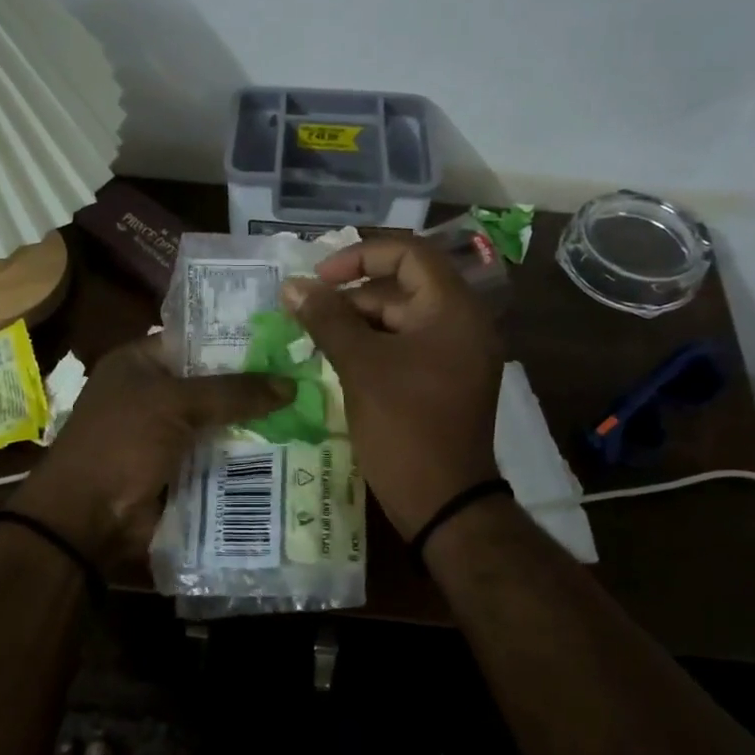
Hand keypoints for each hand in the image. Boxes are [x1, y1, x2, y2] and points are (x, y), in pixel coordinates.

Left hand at [7, 336, 289, 565]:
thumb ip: (232, 392)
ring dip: (256, 424)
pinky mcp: (180, 470)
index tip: (284, 343)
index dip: (238, 341)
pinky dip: (246, 456)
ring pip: (220, 422)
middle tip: (307, 379)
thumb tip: (291, 384)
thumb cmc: (121, 444)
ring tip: (311, 413)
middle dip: (254, 386)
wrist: (88, 520)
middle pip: (213, 383)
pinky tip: (290, 450)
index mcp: (139, 363)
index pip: (197, 340)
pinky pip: (219, 455)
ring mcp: (167, 435)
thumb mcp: (174, 405)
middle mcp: (153, 394)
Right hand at [282, 236, 503, 539]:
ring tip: (314, 339)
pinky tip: (338, 361)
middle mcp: (461, 323)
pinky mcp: (443, 381)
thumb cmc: (404, 424)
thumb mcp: (360, 365)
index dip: (360, 255)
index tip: (320, 277)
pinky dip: (372, 348)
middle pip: (402, 287)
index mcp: (453, 308)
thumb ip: (327, 319)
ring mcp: (455, 354)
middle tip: (307, 314)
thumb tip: (293, 286)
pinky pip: (406, 348)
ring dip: (357, 324)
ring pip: (400, 320)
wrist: (443, 501)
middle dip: (352, 296)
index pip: (409, 253)